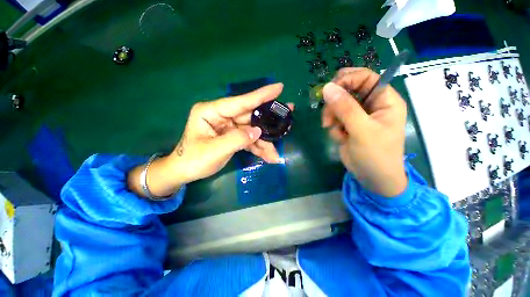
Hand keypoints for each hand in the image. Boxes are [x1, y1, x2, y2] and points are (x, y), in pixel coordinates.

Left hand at [128, 83, 288, 197]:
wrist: (184, 172)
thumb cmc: (193, 160)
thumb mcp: (214, 151)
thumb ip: (237, 139)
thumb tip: (258, 131)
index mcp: (212, 111)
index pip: (240, 102)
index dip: (261, 96)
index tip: (279, 88)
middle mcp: (222, 115)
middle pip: (250, 116)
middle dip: (268, 122)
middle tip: (288, 116)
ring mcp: (228, 126)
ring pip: (252, 130)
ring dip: (264, 143)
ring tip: (275, 154)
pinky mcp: (232, 136)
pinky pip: (249, 139)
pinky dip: (258, 148)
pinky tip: (267, 157)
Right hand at [322, 68, 407, 196]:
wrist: (372, 178)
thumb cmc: (375, 155)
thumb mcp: (362, 130)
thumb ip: (345, 108)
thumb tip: (327, 87)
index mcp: (385, 100)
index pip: (365, 77)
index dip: (346, 80)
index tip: (329, 91)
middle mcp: (371, 104)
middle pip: (348, 90)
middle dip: (335, 103)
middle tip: (329, 116)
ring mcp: (358, 115)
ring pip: (337, 105)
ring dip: (332, 117)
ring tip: (335, 130)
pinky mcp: (348, 125)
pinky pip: (334, 118)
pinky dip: (333, 127)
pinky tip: (340, 138)